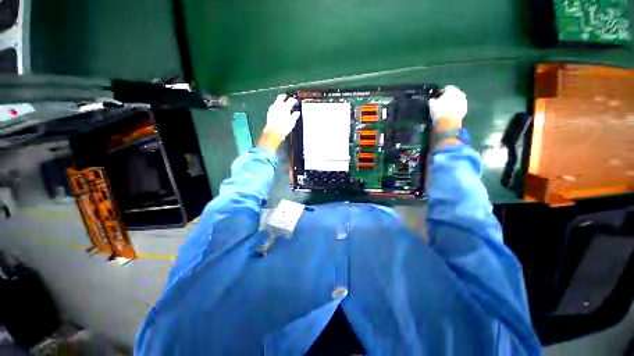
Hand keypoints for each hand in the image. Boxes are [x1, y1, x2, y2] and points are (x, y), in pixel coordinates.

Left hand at [264, 94, 299, 137]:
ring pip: (276, 101)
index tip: (295, 101)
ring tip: (282, 104)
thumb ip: (295, 115)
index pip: (290, 100)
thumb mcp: (292, 122)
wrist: (273, 132)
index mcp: (285, 107)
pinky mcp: (269, 112)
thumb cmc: (284, 127)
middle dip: (284, 96)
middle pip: (281, 97)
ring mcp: (273, 108)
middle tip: (287, 97)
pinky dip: (276, 106)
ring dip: (279, 101)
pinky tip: (277, 109)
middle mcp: (278, 106)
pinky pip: (273, 106)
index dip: (294, 100)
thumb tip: (297, 112)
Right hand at [429, 85, 467, 123]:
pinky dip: (455, 109)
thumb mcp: (431, 104)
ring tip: (446, 109)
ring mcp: (464, 101)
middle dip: (449, 97)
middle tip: (442, 103)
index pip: (447, 88)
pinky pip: (459, 107)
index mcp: (452, 90)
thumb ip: (432, 100)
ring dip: (453, 103)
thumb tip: (433, 99)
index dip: (441, 93)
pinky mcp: (465, 109)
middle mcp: (460, 93)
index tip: (437, 98)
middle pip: (454, 93)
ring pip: (457, 100)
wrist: (447, 122)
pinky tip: (449, 114)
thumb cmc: (438, 111)